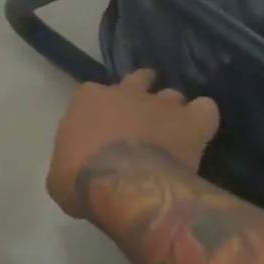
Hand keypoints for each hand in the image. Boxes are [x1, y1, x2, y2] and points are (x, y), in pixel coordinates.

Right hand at [47, 69, 219, 219]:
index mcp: (88, 99)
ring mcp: (160, 103)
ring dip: (172, 110)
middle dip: (142, 93)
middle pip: (137, 79)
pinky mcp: (191, 122)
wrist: (123, 185)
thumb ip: (70, 160)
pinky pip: (205, 110)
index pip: (93, 94)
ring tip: (174, 131)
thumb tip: (78, 168)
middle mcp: (125, 92)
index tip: (102, 130)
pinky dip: (203, 118)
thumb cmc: (82, 179)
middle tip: (144, 119)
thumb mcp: (58, 175)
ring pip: (171, 94)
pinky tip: (201, 132)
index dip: (100, 111)